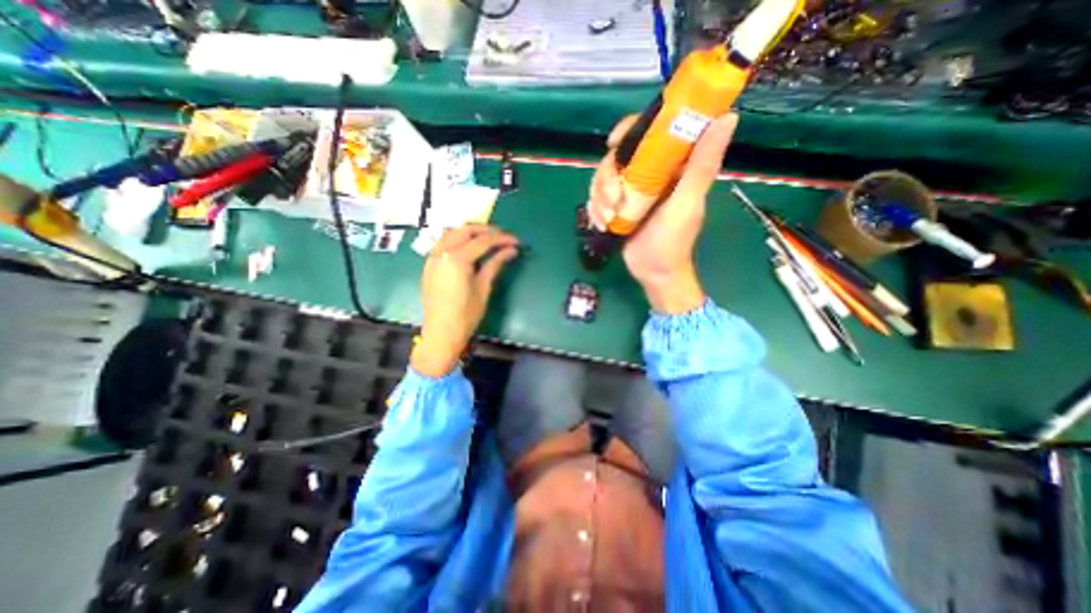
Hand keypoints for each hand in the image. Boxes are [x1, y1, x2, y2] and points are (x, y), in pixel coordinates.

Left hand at [414, 224, 523, 378]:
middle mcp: (442, 252)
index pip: (483, 241)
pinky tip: (468, 247)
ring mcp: (433, 258)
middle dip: (486, 230)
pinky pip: (443, 243)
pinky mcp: (429, 265)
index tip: (517, 241)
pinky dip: (457, 239)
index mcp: (457, 259)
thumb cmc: (466, 314)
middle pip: (465, 230)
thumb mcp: (483, 288)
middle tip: (503, 236)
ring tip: (487, 238)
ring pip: (451, 233)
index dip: (502, 239)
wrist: (441, 334)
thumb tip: (511, 250)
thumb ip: (495, 264)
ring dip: (470, 232)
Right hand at [589, 110, 741, 311]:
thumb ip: (701, 167)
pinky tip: (603, 223)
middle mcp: (651, 172)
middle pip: (618, 155)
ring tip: (609, 218)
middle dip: (608, 177)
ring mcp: (631, 189)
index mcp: (672, 165)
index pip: (651, 130)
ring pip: (604, 176)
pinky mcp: (618, 204)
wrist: (653, 273)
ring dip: (601, 197)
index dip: (629, 130)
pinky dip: (596, 208)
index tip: (613, 144)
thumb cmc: (672, 242)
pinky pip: (597, 195)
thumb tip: (728, 117)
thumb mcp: (686, 205)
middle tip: (613, 201)